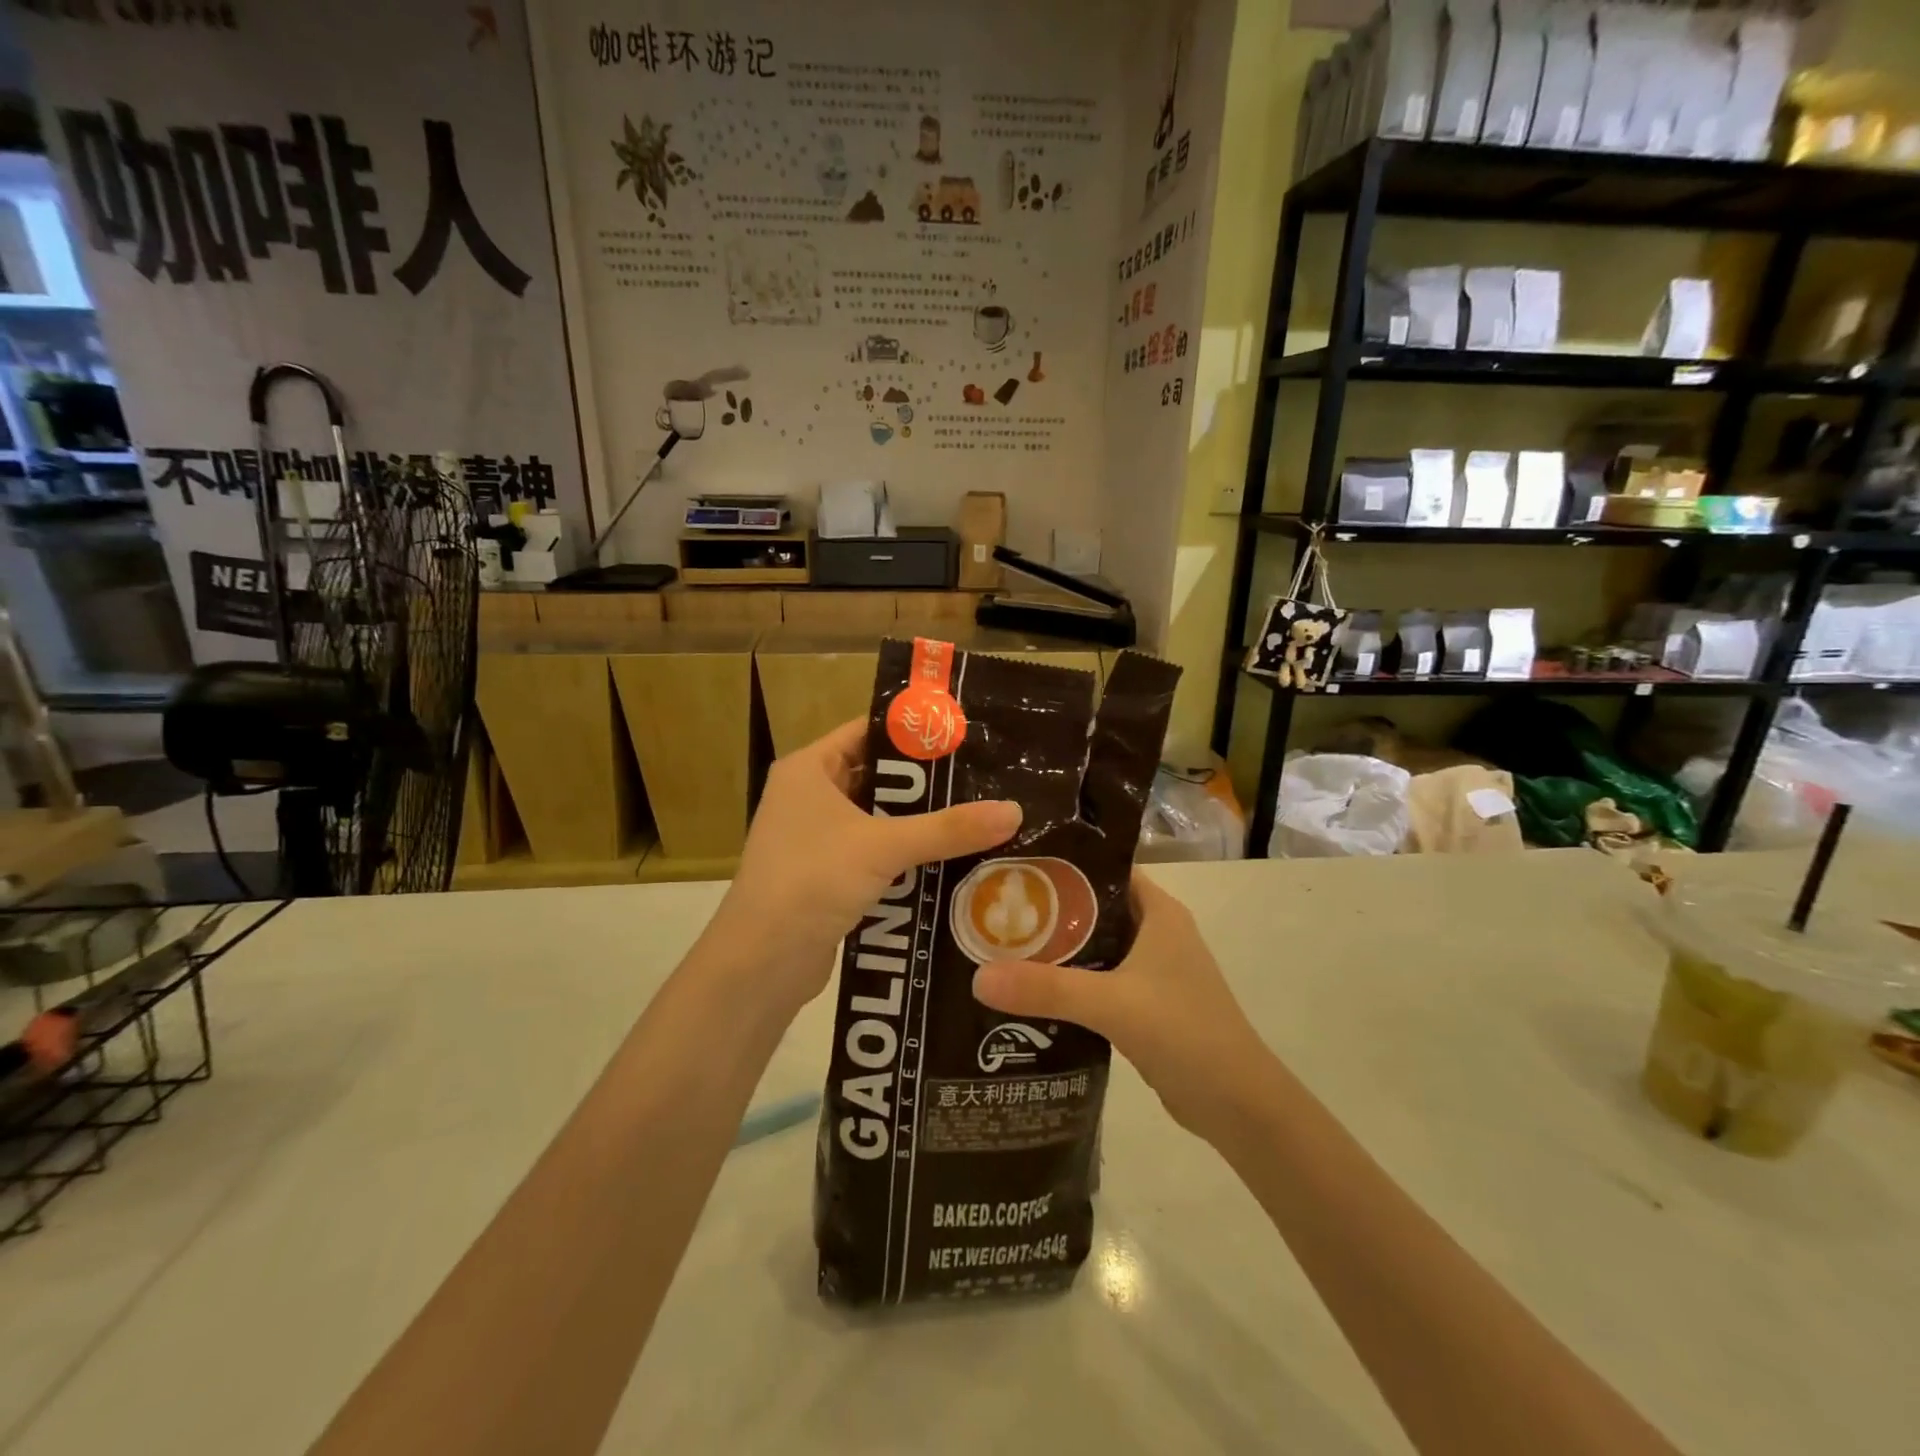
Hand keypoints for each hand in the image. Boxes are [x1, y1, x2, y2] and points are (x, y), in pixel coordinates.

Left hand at [706, 719, 1020, 1014]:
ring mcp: (816, 839)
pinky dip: (906, 856)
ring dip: (920, 823)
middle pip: (877, 776)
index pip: (867, 731)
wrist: (761, 963)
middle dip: (926, 783)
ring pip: (879, 819)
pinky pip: (875, 853)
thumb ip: (947, 829)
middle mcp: (809, 796)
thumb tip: (1015, 810)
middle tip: (983, 778)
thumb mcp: (883, 847)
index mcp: (809, 769)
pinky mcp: (827, 876)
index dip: (912, 732)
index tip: (964, 735)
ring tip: (978, 815)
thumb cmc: (812, 880)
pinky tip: (951, 860)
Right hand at [972, 873, 1272, 1141]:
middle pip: (1091, 907)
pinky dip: (1068, 982)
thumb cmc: (1185, 1033)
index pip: (1102, 869)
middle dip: (1046, 909)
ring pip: (1093, 946)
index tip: (1010, 865)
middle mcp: (1155, 932)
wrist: (1239, 1106)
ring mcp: (1152, 970)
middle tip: (992, 908)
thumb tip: (977, 977)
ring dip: (1055, 949)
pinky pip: (1097, 980)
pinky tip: (1030, 991)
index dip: (1060, 864)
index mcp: (1158, 912)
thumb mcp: (1112, 1004)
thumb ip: (1048, 988)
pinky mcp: (1145, 1004)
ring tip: (999, 946)